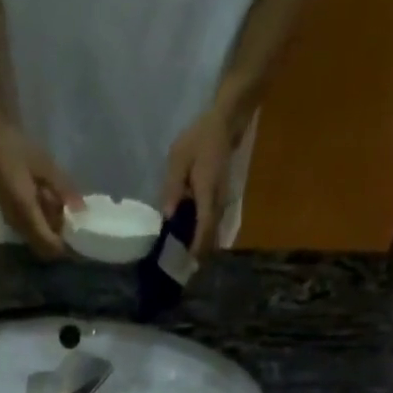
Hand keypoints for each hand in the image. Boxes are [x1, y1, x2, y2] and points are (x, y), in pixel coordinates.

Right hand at [0, 120, 81, 258]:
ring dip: (51, 233)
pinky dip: (44, 225)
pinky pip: (31, 230)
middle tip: (74, 227)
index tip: (79, 242)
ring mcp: (13, 222)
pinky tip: (50, 206)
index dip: (64, 248)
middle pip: (43, 247)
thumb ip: (64, 190)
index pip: (48, 244)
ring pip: (37, 240)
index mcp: (26, 211)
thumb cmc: (20, 150)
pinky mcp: (12, 217)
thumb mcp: (46, 167)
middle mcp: (18, 223)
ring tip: (63, 213)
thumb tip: (82, 211)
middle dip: (59, 242)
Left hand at [160, 103, 236, 256]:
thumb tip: (167, 216)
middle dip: (197, 253)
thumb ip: (173, 187)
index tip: (185, 262)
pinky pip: (212, 223)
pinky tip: (188, 240)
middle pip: (210, 235)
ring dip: (200, 246)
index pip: (204, 226)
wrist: (224, 124)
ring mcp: (222, 201)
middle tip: (179, 268)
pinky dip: (202, 235)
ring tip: (182, 259)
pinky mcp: (220, 200)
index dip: (196, 246)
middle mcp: (218, 201)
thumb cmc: (199, 139)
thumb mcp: (178, 159)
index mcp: (207, 192)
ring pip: (213, 231)